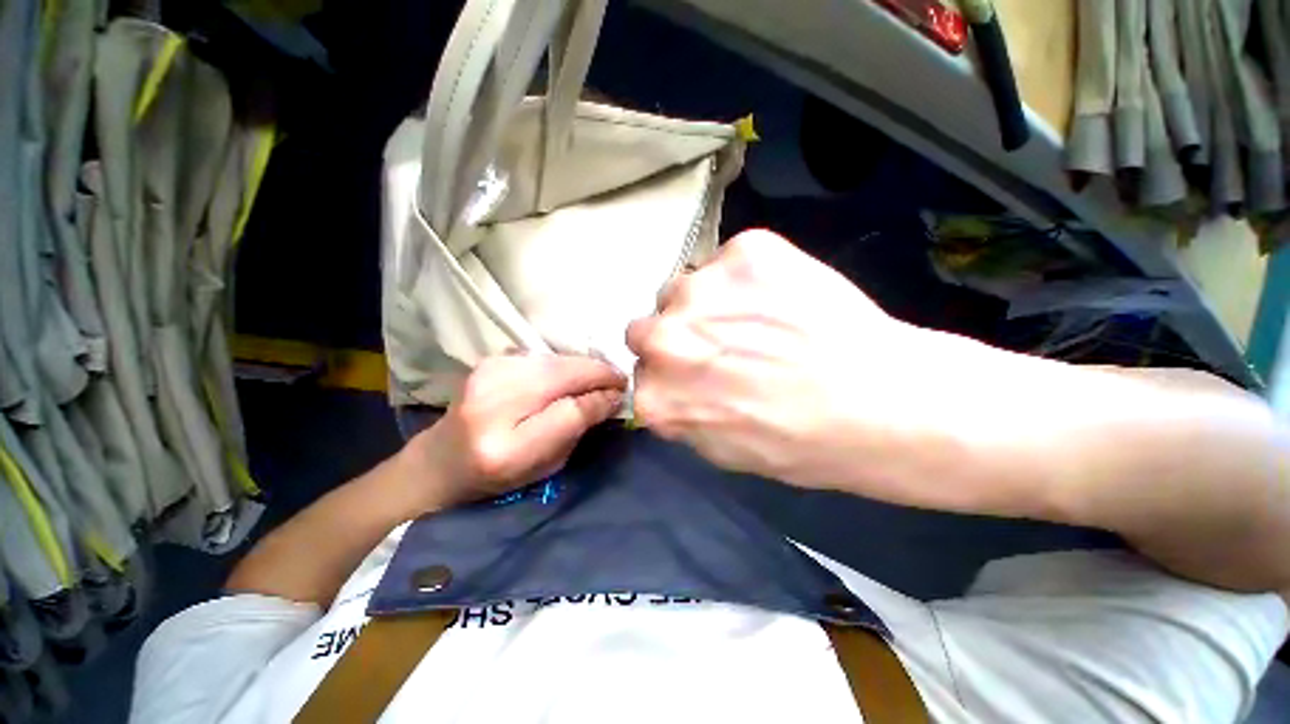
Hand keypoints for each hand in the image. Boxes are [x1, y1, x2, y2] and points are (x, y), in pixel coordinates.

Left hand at [403, 354, 626, 509]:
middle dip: (598, 373)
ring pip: (555, 360)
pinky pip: (541, 356)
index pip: (571, 411)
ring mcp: (486, 375)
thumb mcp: (546, 466)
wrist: (441, 460)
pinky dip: (561, 363)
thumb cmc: (497, 476)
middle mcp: (493, 403)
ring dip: (582, 366)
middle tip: (617, 380)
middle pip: (563, 375)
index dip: (601, 398)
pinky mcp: (488, 361)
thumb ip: (577, 429)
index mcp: (507, 447)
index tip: (620, 395)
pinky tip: (567, 374)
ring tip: (596, 377)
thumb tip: (611, 397)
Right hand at [626, 230, 988, 504]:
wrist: (882, 402)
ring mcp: (700, 289)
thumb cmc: (801, 443)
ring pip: (681, 289)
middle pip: (644, 328)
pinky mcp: (745, 251)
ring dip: (705, 305)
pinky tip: (782, 298)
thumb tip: (669, 386)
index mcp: (655, 396)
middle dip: (674, 336)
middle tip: (718, 344)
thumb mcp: (721, 449)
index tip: (694, 375)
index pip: (639, 373)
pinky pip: (727, 261)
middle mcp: (661, 338)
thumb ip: (679, 413)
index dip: (669, 374)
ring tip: (756, 319)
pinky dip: (747, 277)